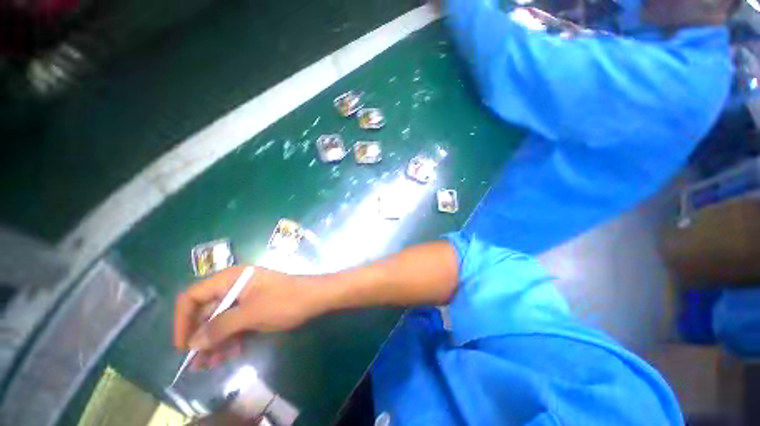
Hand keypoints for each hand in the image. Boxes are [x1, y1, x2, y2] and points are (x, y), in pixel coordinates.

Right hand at [173, 266, 323, 367]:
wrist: (316, 297)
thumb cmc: (284, 301)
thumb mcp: (250, 314)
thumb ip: (219, 327)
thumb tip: (193, 343)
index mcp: (231, 279)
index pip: (192, 296)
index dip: (183, 321)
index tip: (183, 346)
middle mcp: (235, 285)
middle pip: (206, 311)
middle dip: (201, 337)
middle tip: (198, 363)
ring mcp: (246, 296)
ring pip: (221, 320)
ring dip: (215, 341)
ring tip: (212, 364)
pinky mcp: (255, 306)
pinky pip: (236, 322)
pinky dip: (231, 338)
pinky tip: (231, 353)